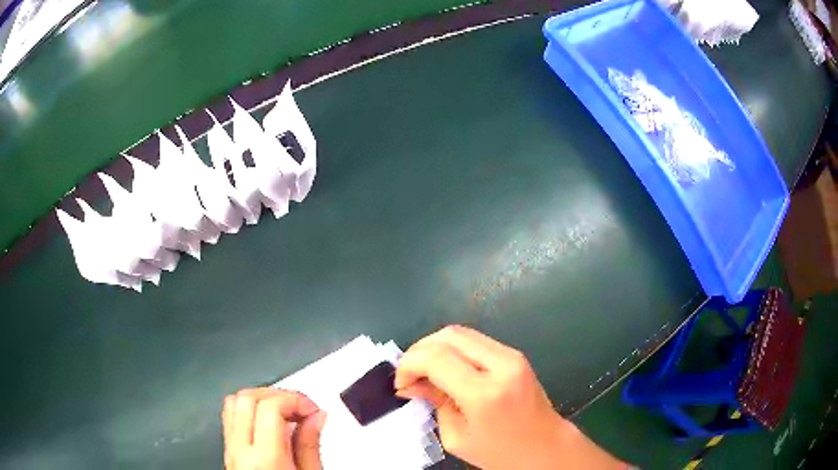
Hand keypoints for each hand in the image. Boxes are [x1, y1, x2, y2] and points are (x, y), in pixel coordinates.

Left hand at [223, 388, 326, 469]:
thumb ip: (310, 444)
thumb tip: (316, 416)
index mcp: (265, 460)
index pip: (270, 407)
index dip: (295, 400)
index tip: (313, 410)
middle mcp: (240, 451)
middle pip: (247, 398)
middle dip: (278, 395)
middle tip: (300, 409)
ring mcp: (229, 449)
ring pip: (233, 402)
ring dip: (261, 399)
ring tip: (285, 413)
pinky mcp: (227, 450)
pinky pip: (231, 417)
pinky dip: (249, 409)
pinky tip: (268, 422)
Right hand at [394, 325, 625, 469]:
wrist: (546, 448)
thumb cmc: (500, 453)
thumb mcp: (457, 437)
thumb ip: (434, 402)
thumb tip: (413, 383)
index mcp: (485, 393)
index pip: (435, 357)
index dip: (409, 364)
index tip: (401, 384)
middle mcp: (501, 365)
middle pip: (448, 335)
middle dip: (419, 350)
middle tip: (409, 375)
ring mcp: (512, 355)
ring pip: (461, 332)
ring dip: (436, 347)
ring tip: (425, 372)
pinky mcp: (516, 354)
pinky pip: (475, 341)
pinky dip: (453, 349)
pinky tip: (446, 369)